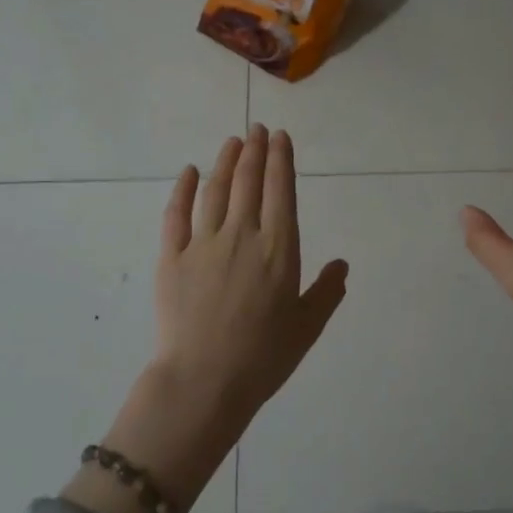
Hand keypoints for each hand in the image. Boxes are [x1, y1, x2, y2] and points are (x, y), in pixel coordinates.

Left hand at [152, 123, 349, 422]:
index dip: (280, 160)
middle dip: (255, 150)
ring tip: (232, 141)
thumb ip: (327, 292)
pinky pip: (176, 214)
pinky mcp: (171, 257)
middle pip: (248, 182)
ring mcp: (202, 244)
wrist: (203, 382)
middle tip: (257, 130)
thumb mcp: (307, 327)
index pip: (281, 191)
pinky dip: (183, 189)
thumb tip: (342, 264)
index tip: (280, 137)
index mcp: (277, 249)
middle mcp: (241, 235)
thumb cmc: (262, 358)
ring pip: (215, 190)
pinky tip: (190, 172)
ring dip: (225, 161)